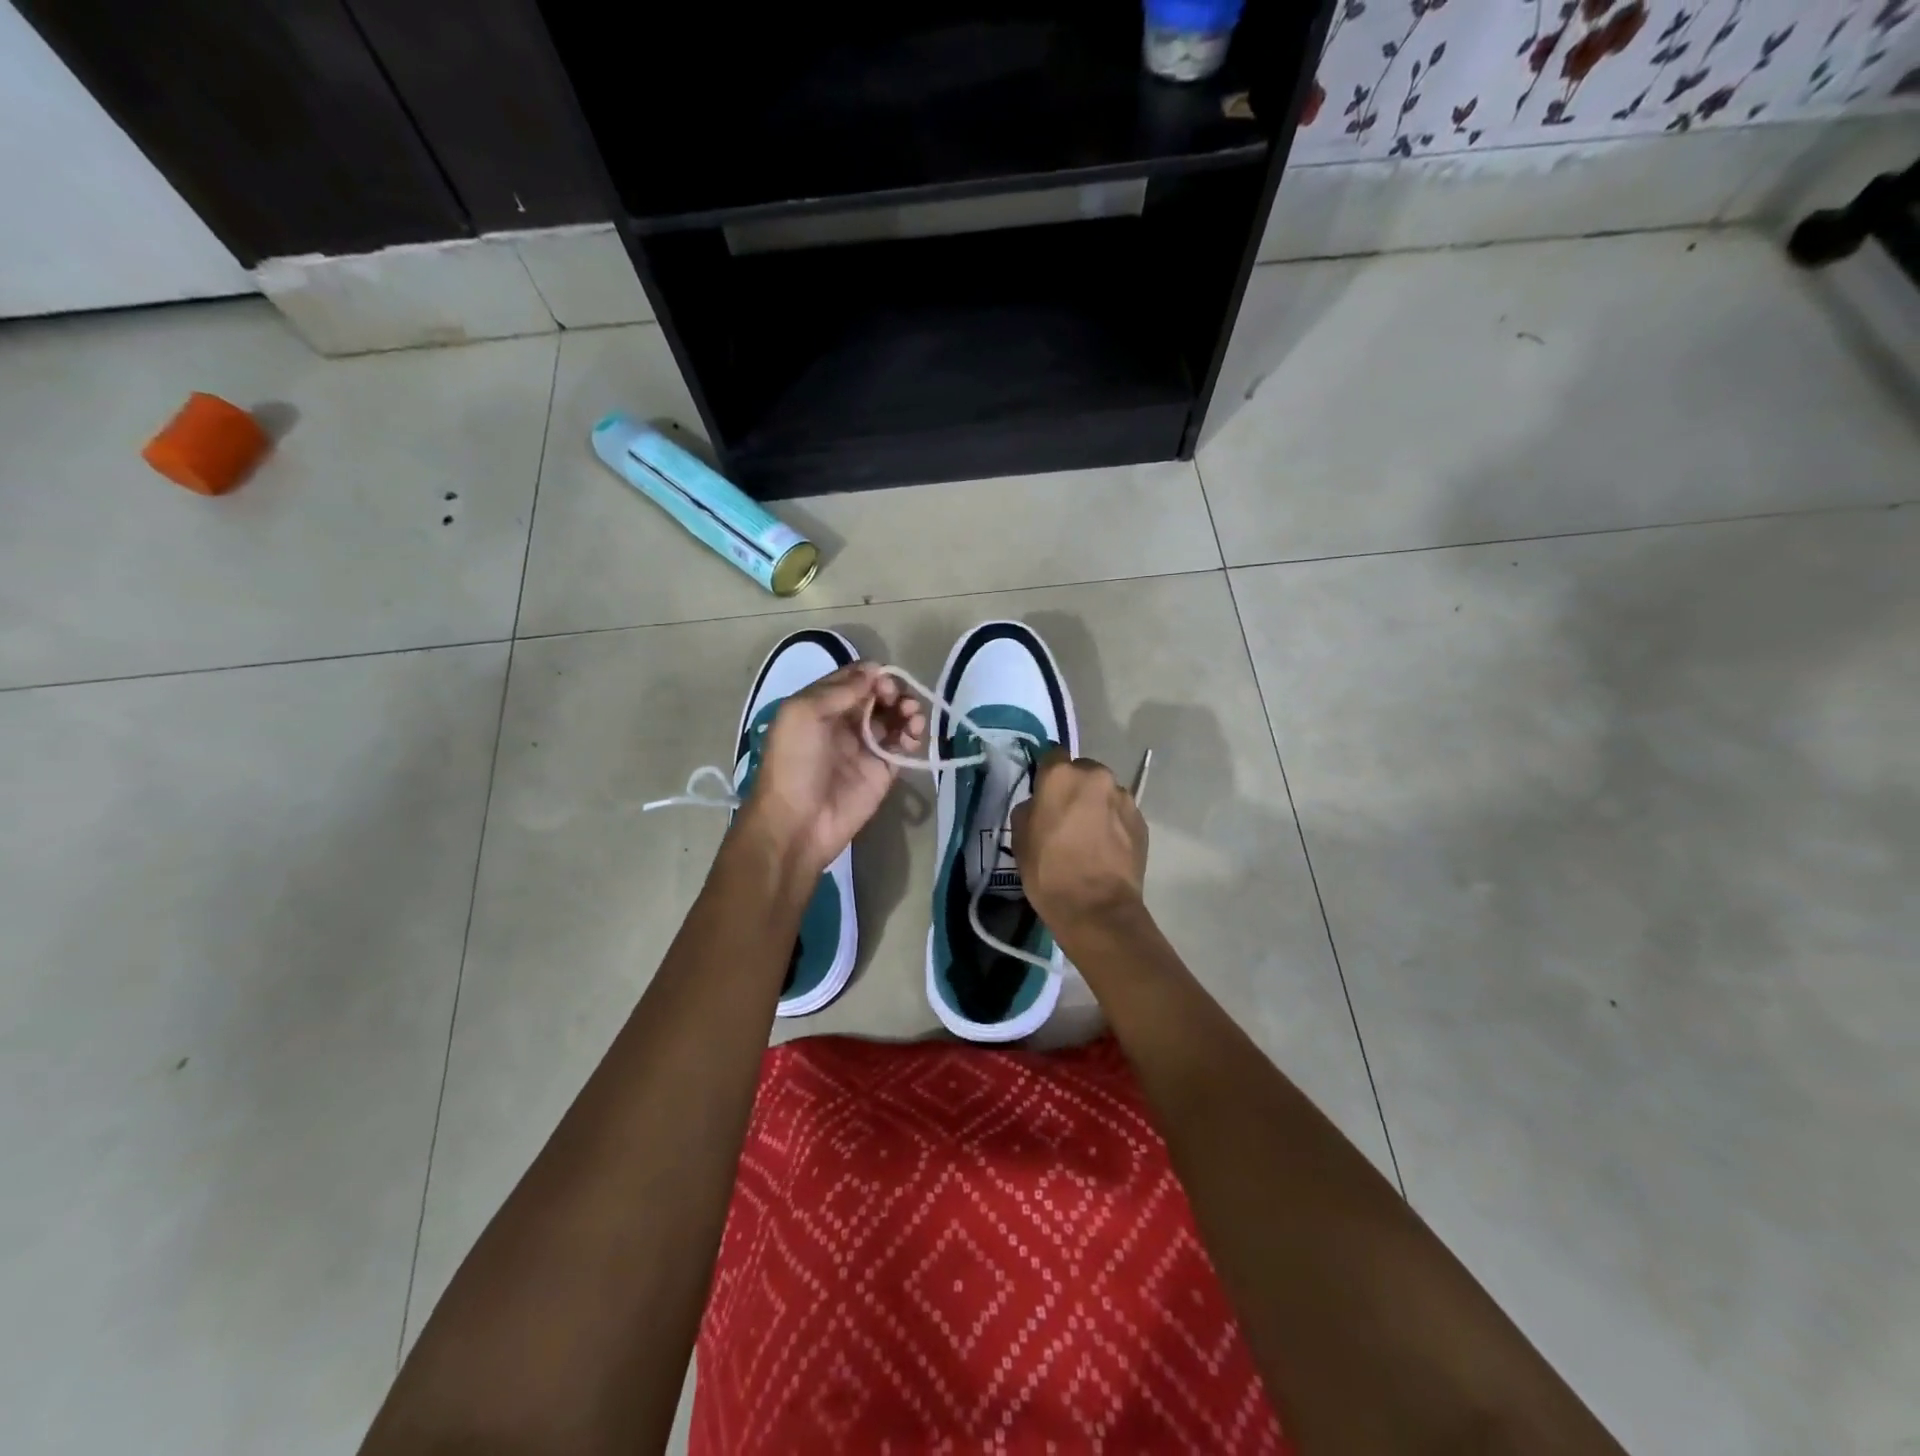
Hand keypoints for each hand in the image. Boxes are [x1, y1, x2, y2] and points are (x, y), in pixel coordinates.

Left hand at [737, 663, 925, 877]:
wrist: (797, 823)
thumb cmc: (794, 763)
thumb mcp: (803, 714)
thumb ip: (840, 690)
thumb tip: (875, 671)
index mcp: (821, 705)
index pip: (854, 678)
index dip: (872, 675)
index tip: (883, 683)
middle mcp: (844, 722)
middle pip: (878, 695)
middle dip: (893, 691)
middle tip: (897, 700)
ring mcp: (865, 746)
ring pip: (894, 717)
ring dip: (907, 710)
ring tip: (912, 717)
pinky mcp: (883, 770)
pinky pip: (903, 745)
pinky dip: (913, 736)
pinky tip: (912, 737)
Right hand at [1011, 749, 1148, 933]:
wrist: (1097, 909)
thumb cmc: (1049, 871)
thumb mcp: (1020, 838)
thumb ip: (1029, 809)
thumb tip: (1040, 804)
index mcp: (1062, 775)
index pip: (1052, 756)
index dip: (1046, 774)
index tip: (1043, 793)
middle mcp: (1097, 777)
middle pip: (1082, 772)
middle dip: (1075, 788)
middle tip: (1065, 817)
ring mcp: (1124, 798)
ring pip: (1104, 792)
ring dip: (1096, 805)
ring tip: (1088, 837)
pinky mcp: (1142, 821)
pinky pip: (1121, 813)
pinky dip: (1113, 823)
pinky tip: (1105, 849)